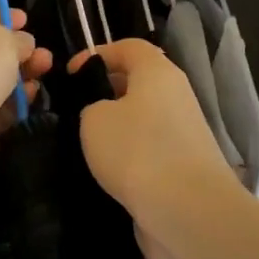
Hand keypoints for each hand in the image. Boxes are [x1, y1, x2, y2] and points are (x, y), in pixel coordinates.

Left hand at [0, 8, 51, 189]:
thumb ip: (16, 37)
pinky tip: (32, 96)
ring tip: (45, 70)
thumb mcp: (1, 38)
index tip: (26, 20)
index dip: (1, 16)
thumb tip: (22, 44)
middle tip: (43, 53)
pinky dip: (14, 101)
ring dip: (21, 74)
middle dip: (17, 50)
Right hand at [72, 40, 237, 258]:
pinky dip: (128, 157)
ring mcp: (184, 134)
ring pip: (142, 120)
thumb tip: (103, 114)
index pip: (129, 47)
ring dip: (116, 129)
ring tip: (84, 145)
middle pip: (138, 83)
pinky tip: (106, 173)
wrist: (188, 211)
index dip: (97, 54)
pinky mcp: (184, 167)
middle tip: (73, 111)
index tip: (70, 75)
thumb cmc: (136, 150)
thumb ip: (92, 107)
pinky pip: (149, 151)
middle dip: (106, 92)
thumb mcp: (94, 118)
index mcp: (158, 73)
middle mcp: (176, 97)